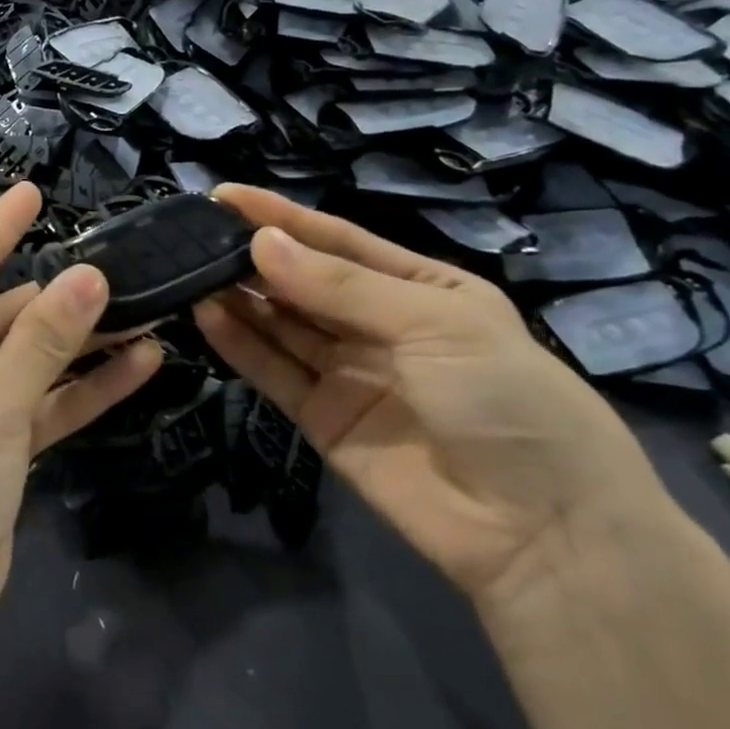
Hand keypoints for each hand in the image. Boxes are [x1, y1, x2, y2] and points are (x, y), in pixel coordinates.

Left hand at [0, 183, 161, 672]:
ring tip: (147, 310)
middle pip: (2, 317)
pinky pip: (38, 407)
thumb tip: (89, 274)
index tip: (33, 189)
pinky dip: (81, 391)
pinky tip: (140, 366)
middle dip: (61, 299)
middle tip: (126, 268)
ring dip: (81, 345)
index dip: (0, 228)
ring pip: (27, 363)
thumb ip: (44, 338)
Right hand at [194, 185, 674, 608]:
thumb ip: (340, 285)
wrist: (540, 532)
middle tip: (195, 237)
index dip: (283, 217)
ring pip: (281, 324)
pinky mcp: (321, 417)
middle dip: (253, 257)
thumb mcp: (433, 323)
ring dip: (239, 298)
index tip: (225, 196)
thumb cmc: (505, 399)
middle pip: (304, 281)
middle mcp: (379, 325)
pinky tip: (206, 317)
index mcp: (421, 288)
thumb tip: (260, 243)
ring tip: (188, 272)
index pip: (338, 240)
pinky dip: (240, 345)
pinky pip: (273, 372)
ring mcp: (348, 373)